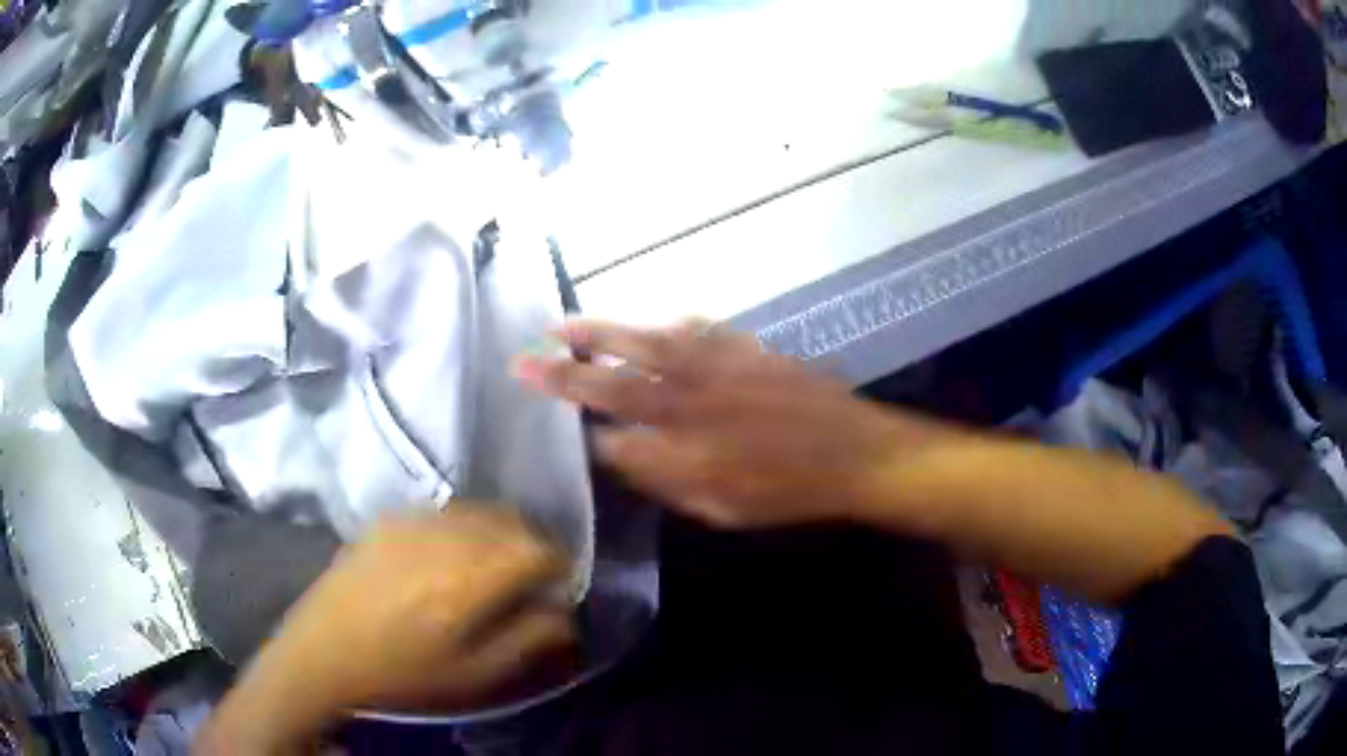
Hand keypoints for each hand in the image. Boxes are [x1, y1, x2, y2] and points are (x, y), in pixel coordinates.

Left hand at [197, 506, 574, 754]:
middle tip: (532, 577)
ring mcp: (412, 521)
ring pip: (479, 510)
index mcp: (468, 579)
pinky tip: (453, 554)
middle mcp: (444, 537)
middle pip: (511, 522)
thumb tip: (564, 612)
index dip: (559, 564)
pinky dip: (466, 526)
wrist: (324, 651)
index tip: (558, 585)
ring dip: (501, 532)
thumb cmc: (402, 672)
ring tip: (496, 565)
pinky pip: (445, 510)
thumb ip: (528, 639)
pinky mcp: (389, 518)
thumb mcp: (474, 674)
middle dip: (533, 545)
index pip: (538, 548)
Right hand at [514, 320, 956, 528]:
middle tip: (525, 357)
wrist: (854, 451)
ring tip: (563, 324)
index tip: (547, 416)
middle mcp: (689, 402)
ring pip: (644, 342)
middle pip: (612, 383)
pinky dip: (662, 327)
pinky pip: (691, 328)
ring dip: (600, 332)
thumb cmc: (789, 493)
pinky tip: (650, 326)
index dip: (577, 429)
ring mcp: (715, 366)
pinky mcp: (740, 347)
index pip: (610, 438)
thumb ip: (667, 480)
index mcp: (682, 450)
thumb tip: (622, 456)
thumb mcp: (723, 509)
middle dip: (563, 372)